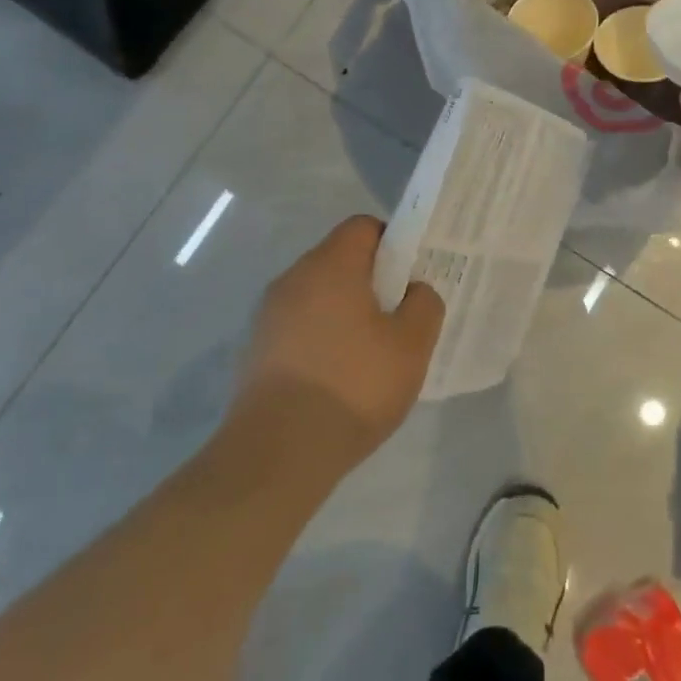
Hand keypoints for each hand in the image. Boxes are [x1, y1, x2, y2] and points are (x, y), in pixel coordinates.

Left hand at [238, 216, 444, 463]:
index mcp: (330, 266)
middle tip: (400, 316)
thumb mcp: (412, 345)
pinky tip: (340, 376)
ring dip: (346, 311)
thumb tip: (413, 291)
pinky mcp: (256, 350)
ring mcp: (268, 316)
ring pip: (318, 295)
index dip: (393, 243)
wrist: (278, 452)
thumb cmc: (354, 385)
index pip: (362, 227)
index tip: (411, 276)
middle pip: (339, 260)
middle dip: (372, 281)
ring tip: (372, 352)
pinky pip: (300, 326)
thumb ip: (424, 305)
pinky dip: (323, 337)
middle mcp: (292, 280)